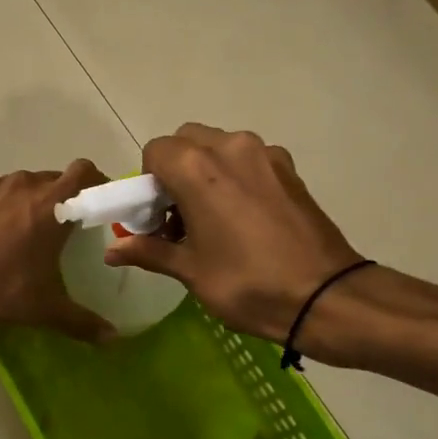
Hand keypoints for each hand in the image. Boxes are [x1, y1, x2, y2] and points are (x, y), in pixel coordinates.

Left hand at [0, 161, 114, 340]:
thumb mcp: (45, 309)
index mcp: (51, 205)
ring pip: (16, 185)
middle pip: (51, 179)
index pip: (84, 172)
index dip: (94, 184)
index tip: (94, 204)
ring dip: (22, 202)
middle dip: (58, 199)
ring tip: (14, 235)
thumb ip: (83, 322)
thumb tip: (112, 338)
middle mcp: (22, 185)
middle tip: (55, 230)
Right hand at [104, 124, 361, 342]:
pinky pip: (249, 160)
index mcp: (198, 168)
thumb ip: (149, 251)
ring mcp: (266, 155)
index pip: (155, 151)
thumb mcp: (191, 271)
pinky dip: (236, 177)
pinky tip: (245, 219)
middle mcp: (231, 148)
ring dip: (206, 172)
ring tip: (214, 220)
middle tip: (181, 216)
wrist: (326, 297)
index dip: (148, 183)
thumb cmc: (248, 284)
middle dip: (175, 171)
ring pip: (220, 147)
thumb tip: (112, 251)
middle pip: (187, 141)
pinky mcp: (289, 169)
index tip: (157, 217)